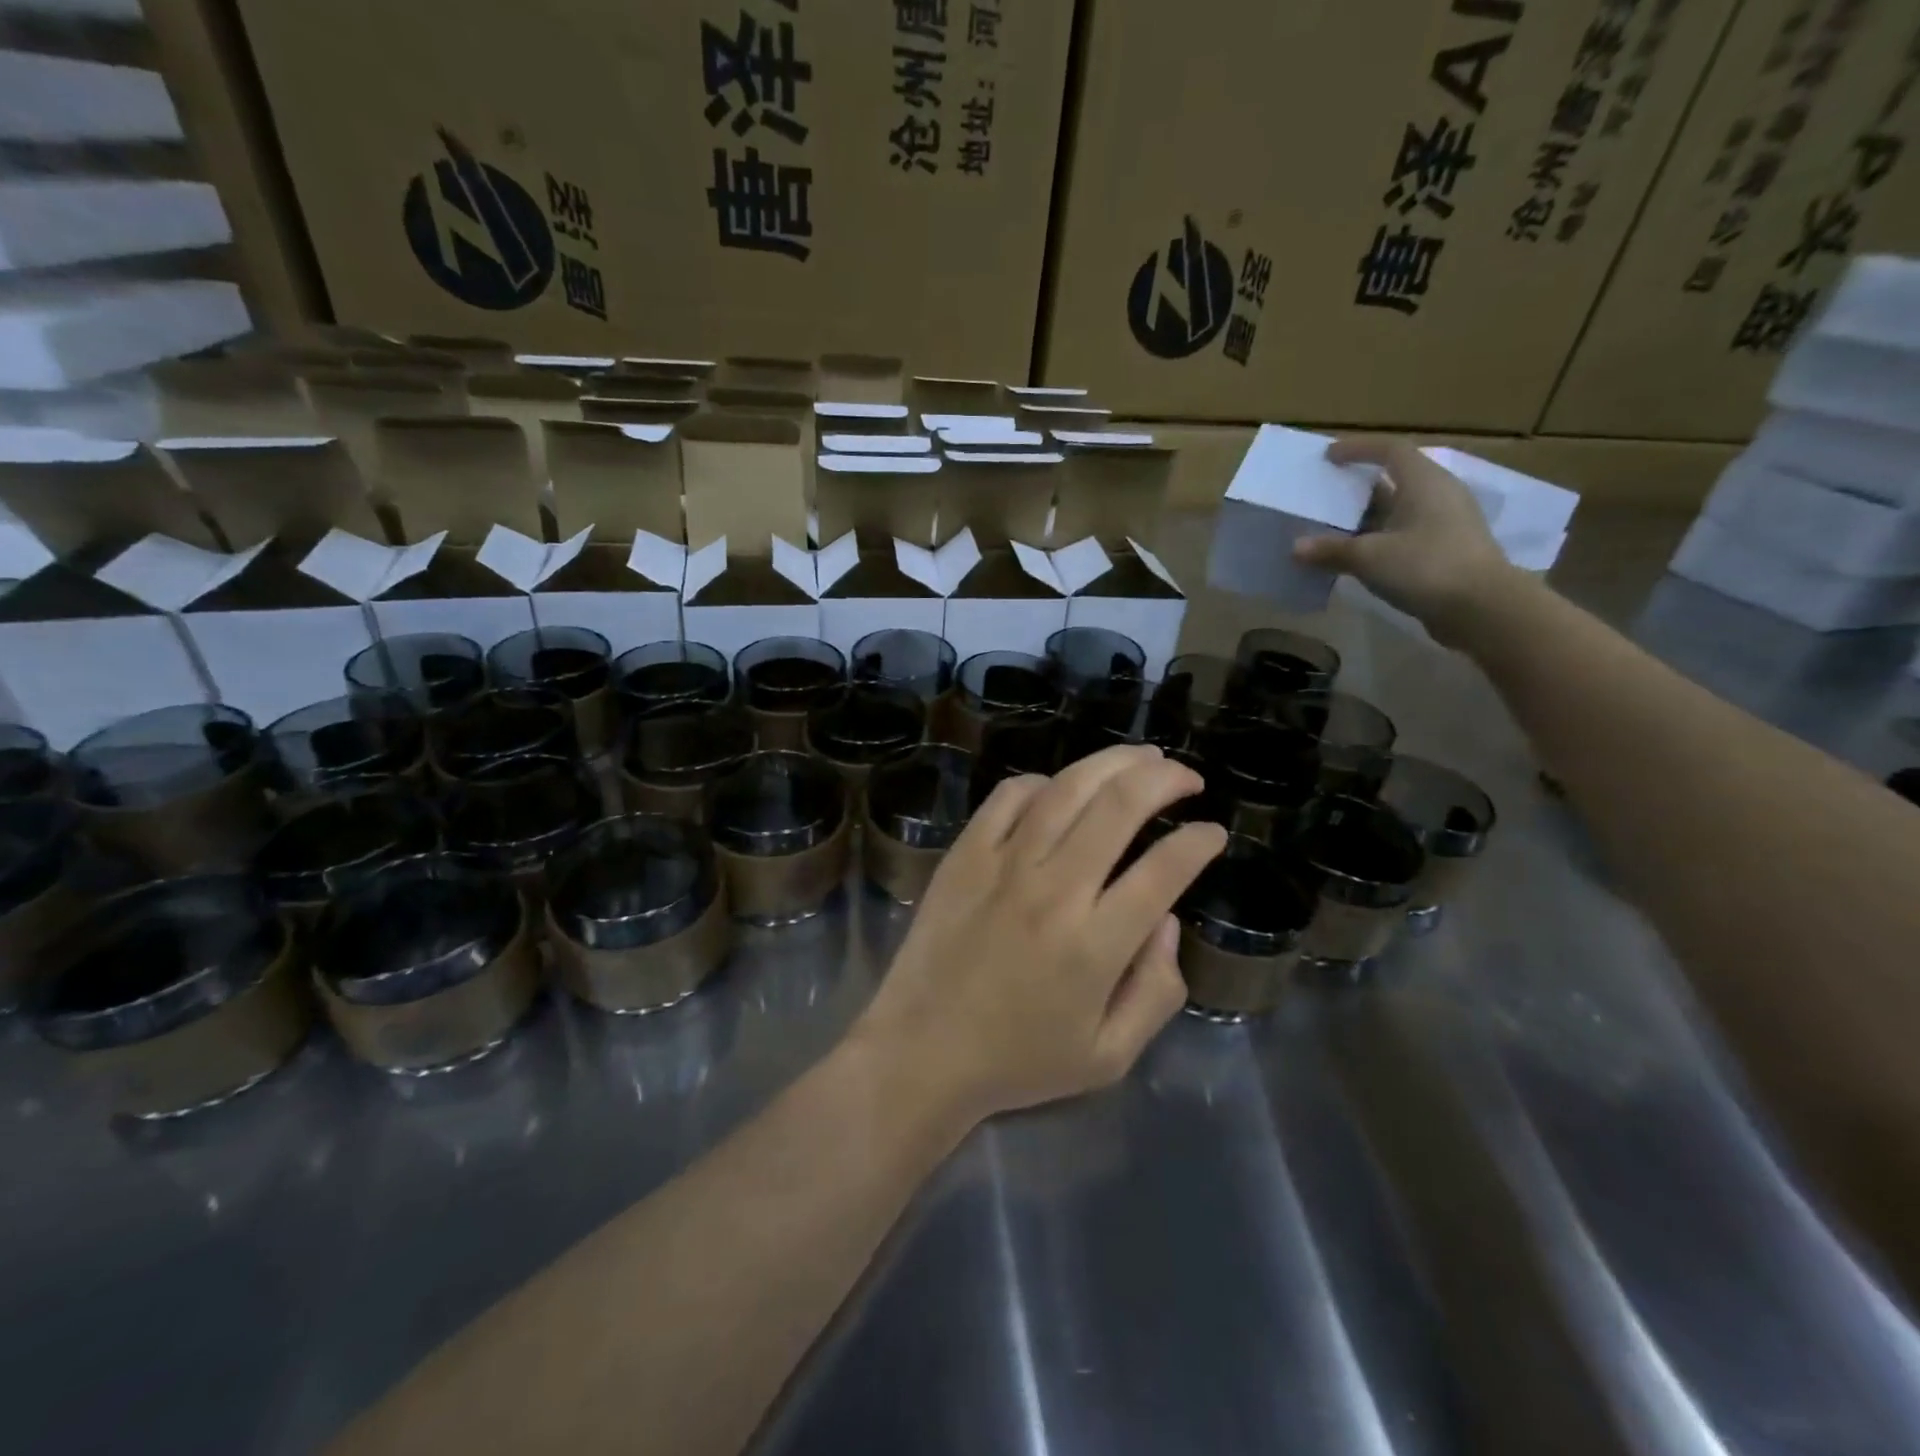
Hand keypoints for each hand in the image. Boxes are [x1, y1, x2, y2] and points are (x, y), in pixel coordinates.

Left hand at [856, 745, 1227, 1121]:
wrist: (922, 1052)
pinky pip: (1009, 797)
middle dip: (1165, 779)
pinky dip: (1044, 782)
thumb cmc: (1019, 1061)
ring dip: (1113, 762)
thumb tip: (1166, 920)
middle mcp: (1053, 891)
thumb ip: (1157, 992)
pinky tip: (1061, 787)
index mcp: (1095, 944)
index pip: (1164, 869)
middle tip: (1185, 778)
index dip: (1199, 842)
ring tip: (1142, 757)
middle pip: (1119, 806)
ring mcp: (1003, 864)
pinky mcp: (964, 855)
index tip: (1212, 833)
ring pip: (1067, 789)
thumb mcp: (1109, 1056)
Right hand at [1295, 436, 1520, 645]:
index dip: (1358, 449)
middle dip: (1358, 487)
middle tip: (1326, 496)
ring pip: (1399, 511)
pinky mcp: (1446, 551)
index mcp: (1423, 482)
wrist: (1482, 608)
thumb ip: (1331, 550)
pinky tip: (1357, 558)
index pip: (1390, 450)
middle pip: (1395, 480)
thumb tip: (1295, 547)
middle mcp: (1438, 495)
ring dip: (1367, 518)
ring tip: (1333, 530)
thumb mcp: (1369, 557)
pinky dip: (1378, 540)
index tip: (1329, 456)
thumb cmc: (1426, 566)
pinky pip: (1404, 535)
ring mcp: (1445, 524)